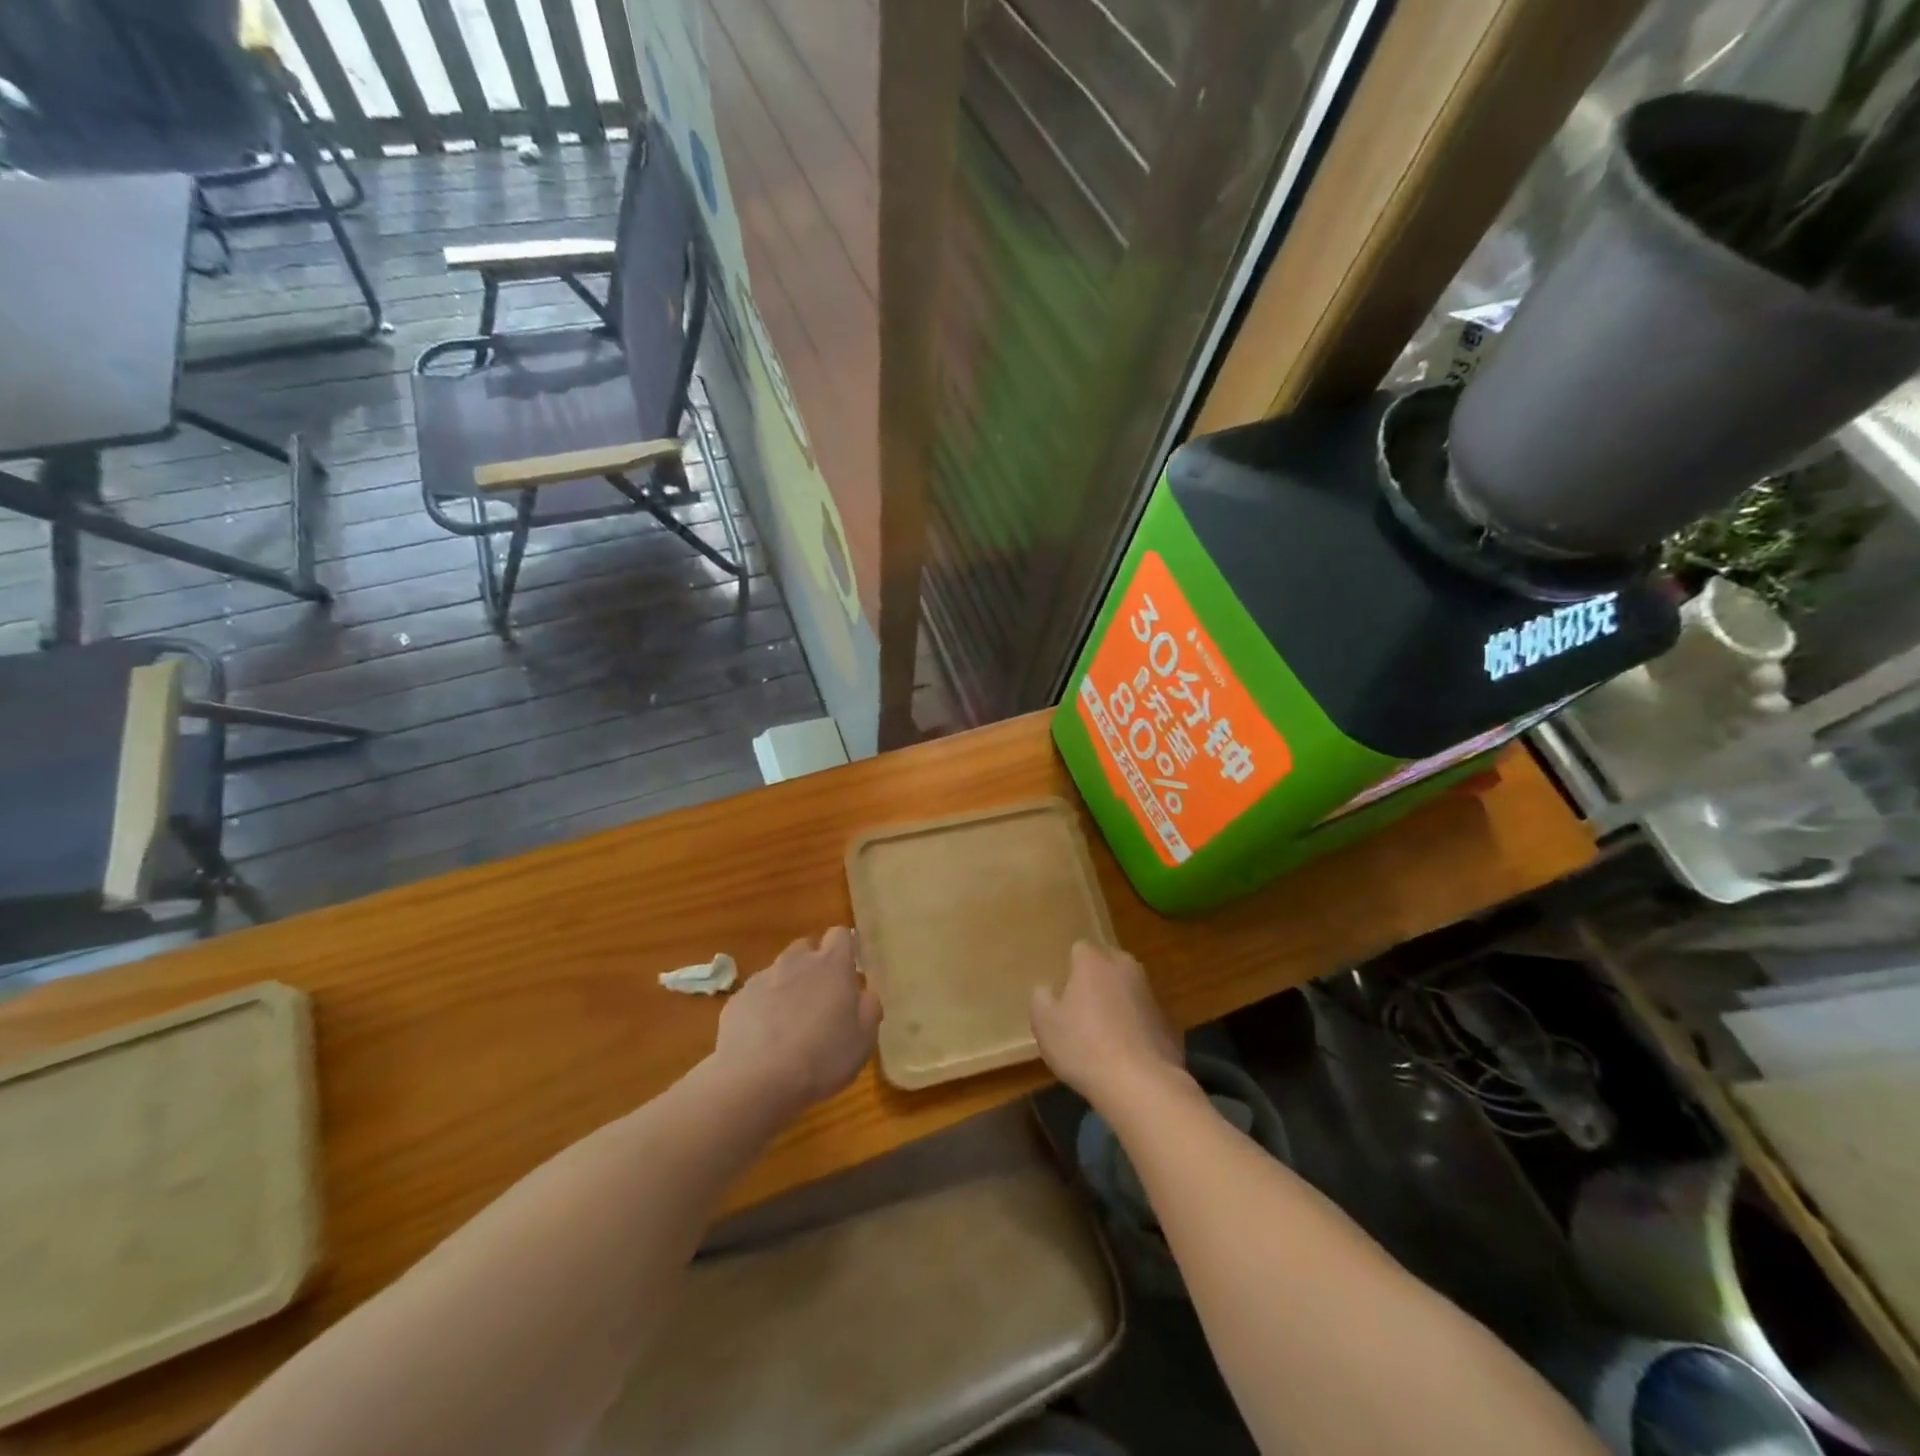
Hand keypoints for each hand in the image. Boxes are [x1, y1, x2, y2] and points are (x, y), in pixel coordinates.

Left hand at [712, 928, 880, 1116]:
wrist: (756, 1079)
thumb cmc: (821, 1057)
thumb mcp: (863, 1041)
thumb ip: (868, 1009)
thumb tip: (865, 994)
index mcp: (832, 965)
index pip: (840, 935)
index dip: (844, 950)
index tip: (847, 973)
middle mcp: (796, 962)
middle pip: (806, 948)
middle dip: (813, 966)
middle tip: (819, 1000)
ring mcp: (763, 978)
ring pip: (779, 971)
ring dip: (787, 987)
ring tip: (789, 1023)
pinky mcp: (737, 999)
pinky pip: (756, 995)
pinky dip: (761, 1008)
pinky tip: (763, 1039)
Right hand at [1031, 941, 1187, 1110]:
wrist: (1141, 1085)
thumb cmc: (1083, 1047)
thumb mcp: (1044, 1024)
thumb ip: (1041, 999)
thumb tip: (1046, 989)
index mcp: (1094, 962)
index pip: (1080, 949)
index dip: (1070, 967)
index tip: (1063, 990)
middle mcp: (1126, 969)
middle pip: (1109, 964)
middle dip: (1098, 979)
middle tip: (1083, 1008)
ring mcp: (1152, 995)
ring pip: (1130, 990)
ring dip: (1120, 1003)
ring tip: (1105, 1035)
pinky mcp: (1170, 1023)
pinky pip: (1146, 1018)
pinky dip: (1138, 1029)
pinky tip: (1128, 1055)